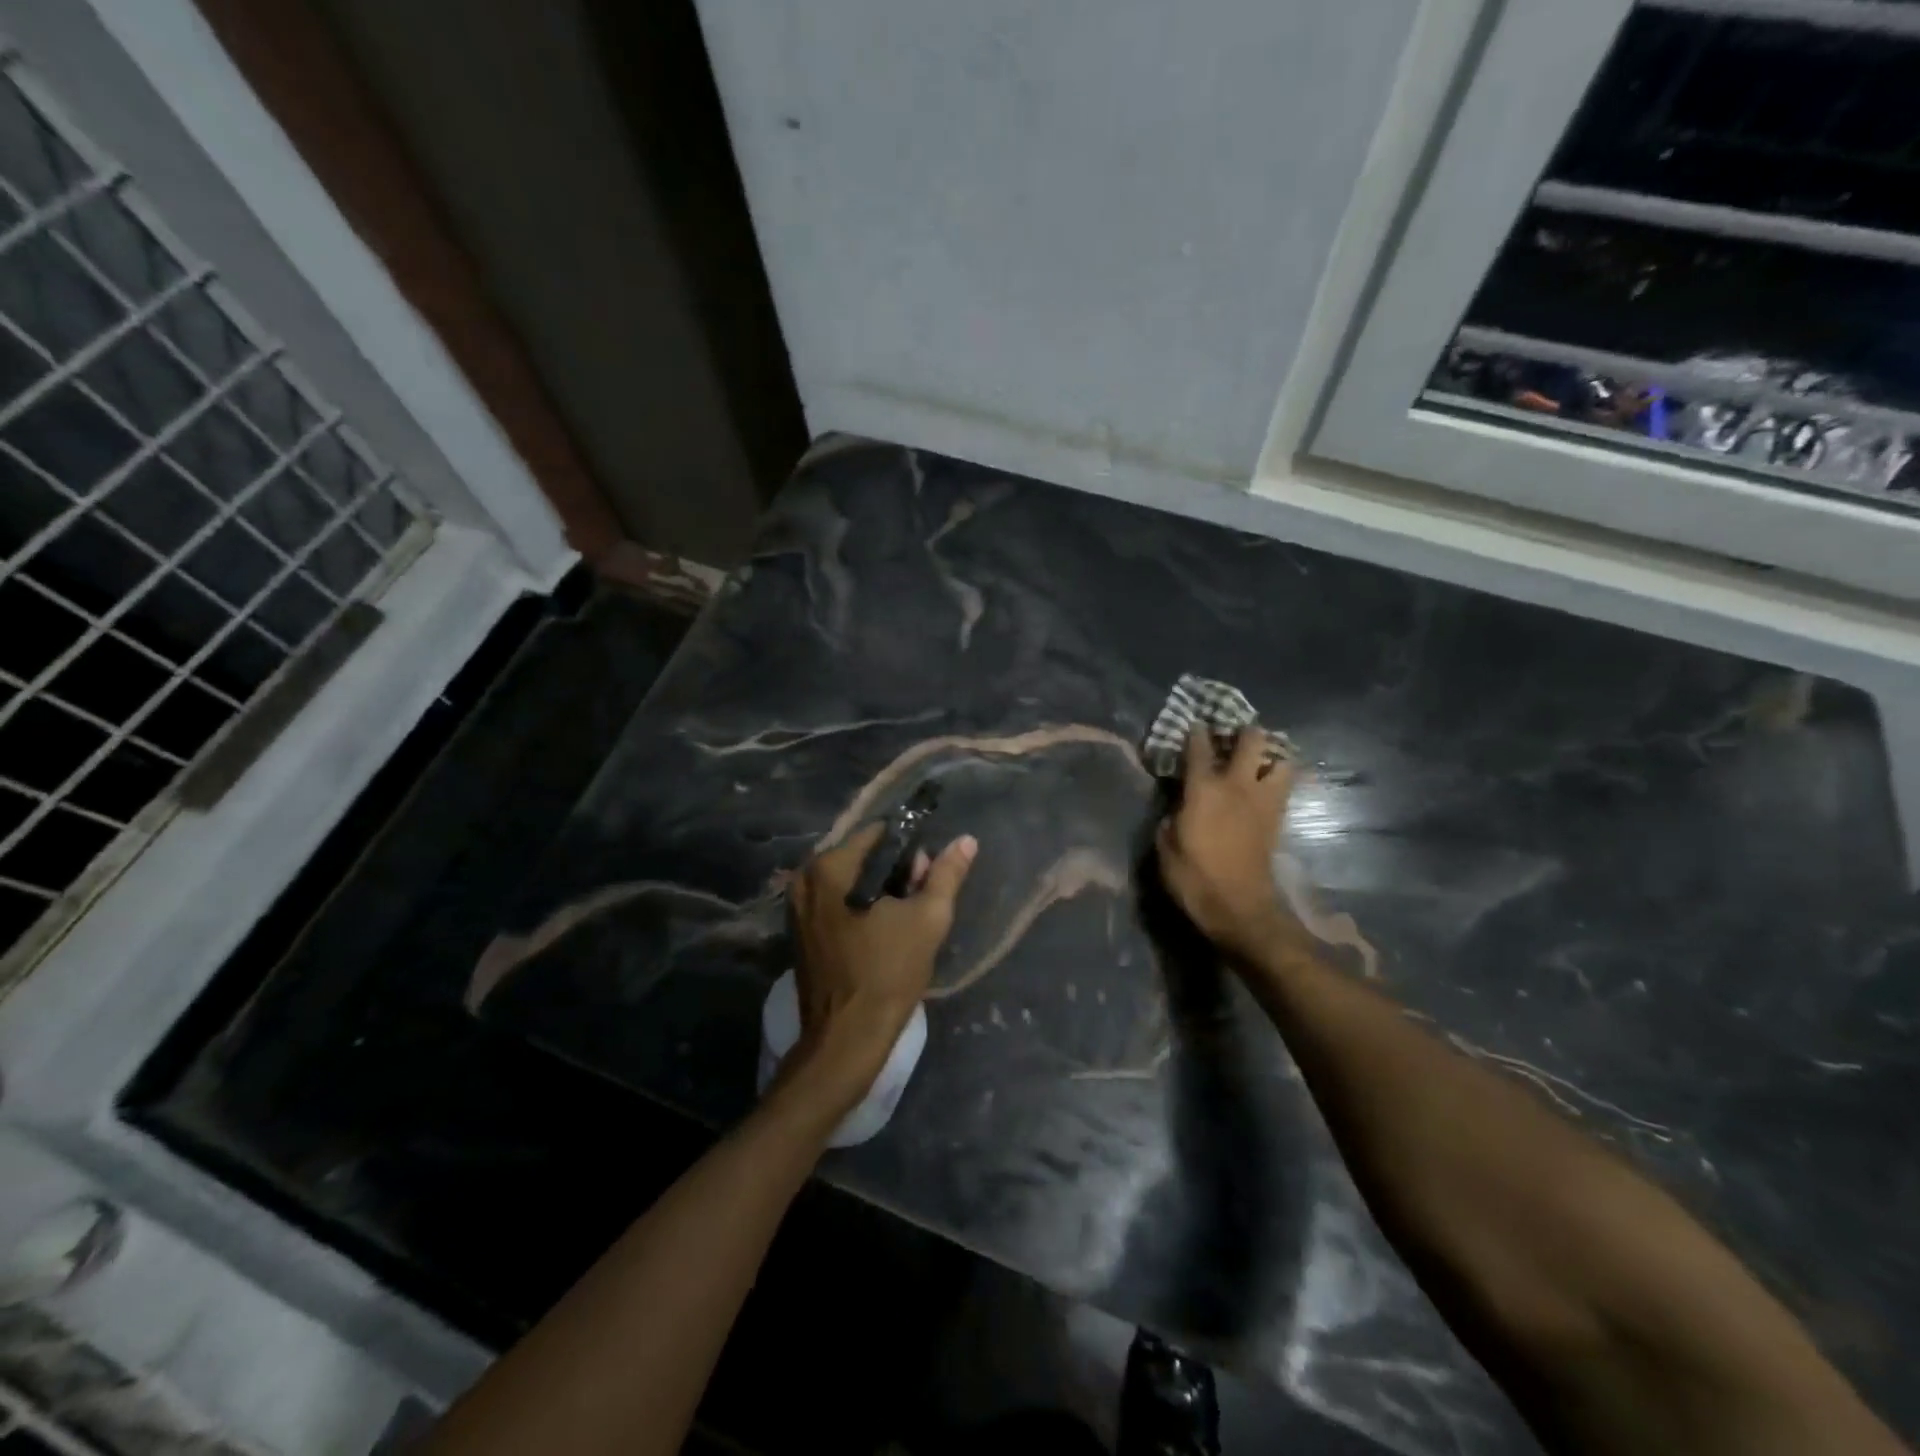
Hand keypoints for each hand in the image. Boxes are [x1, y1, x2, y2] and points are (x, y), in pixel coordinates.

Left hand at [786, 822, 977, 1096]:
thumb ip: (946, 874)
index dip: (910, 849)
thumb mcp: (927, 919)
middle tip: (921, 901)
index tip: (929, 875)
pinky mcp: (801, 933)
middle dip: (895, 872)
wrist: (846, 1039)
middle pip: (862, 857)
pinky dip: (861, 909)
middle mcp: (805, 880)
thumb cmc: (887, 973)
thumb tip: (966, 840)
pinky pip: (837, 904)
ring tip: (907, 919)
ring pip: (850, 882)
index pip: (878, 834)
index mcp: (829, 868)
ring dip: (880, 892)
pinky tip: (883, 932)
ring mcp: (797, 908)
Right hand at [1155, 727, 1298, 961]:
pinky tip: (1265, 785)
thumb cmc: (1194, 877)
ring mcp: (1263, 801)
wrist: (1239, 909)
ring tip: (1258, 759)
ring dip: (1272, 754)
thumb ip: (1171, 818)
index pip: (1199, 748)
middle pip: (1252, 741)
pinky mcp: (1277, 819)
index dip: (1195, 732)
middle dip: (1244, 731)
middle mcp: (1238, 786)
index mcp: (1205, 789)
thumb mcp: (1166, 846)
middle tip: (1233, 733)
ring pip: (1282, 761)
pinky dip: (1277, 779)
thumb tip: (1178, 808)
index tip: (1194, 724)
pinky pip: (1284, 787)